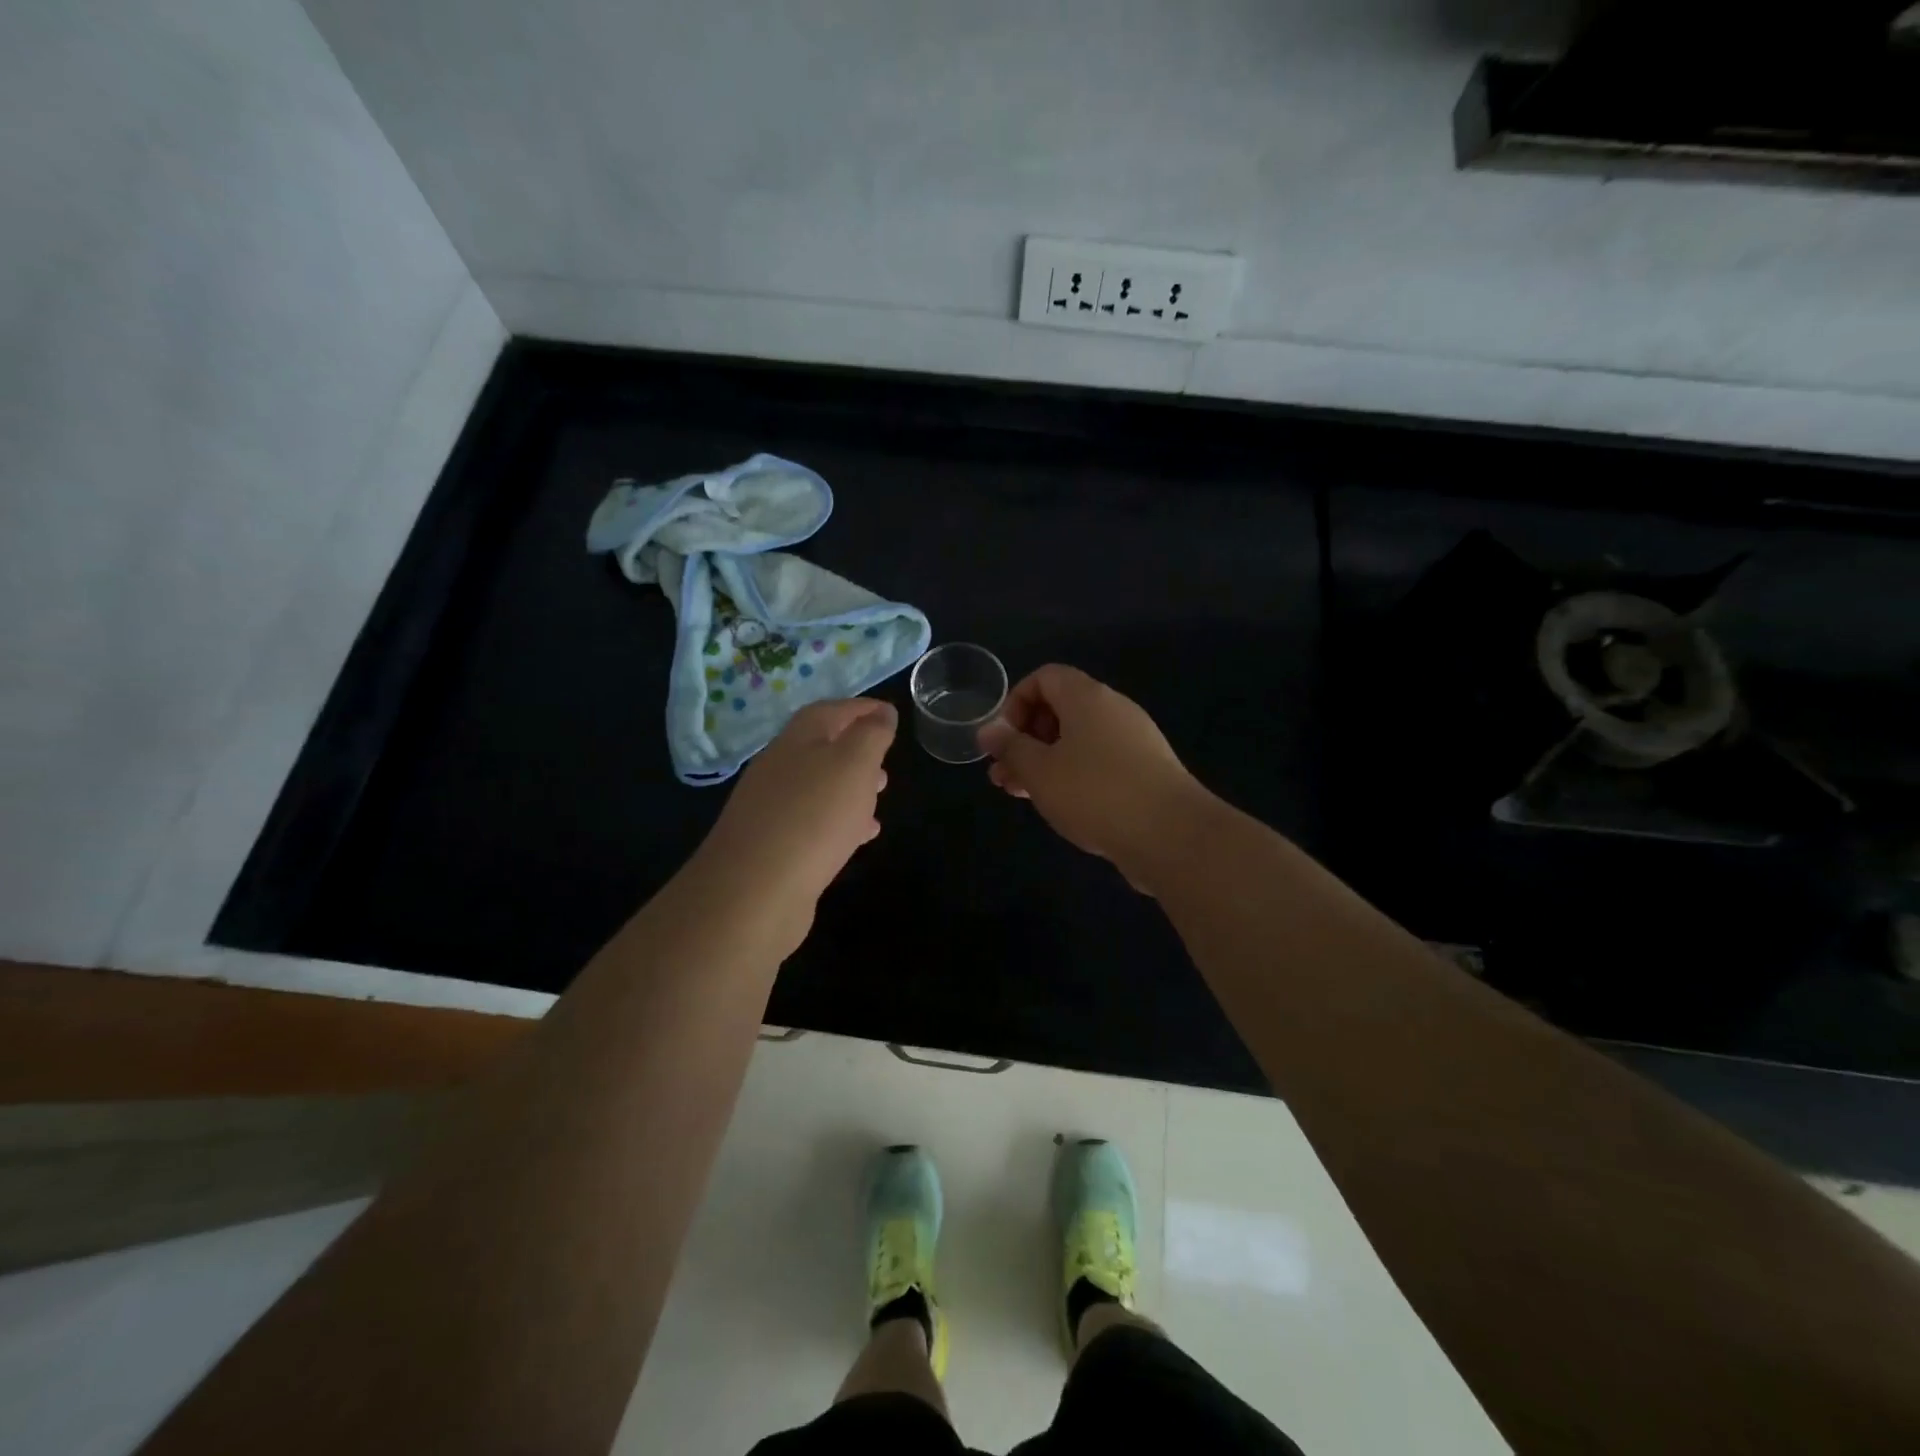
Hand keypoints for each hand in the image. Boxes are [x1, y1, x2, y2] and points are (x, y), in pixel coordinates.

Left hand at [693, 698, 896, 947]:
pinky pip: (813, 822)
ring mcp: (772, 807)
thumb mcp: (854, 764)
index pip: (831, 710)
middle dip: (857, 750)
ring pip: (819, 786)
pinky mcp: (773, 845)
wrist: (754, 891)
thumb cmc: (813, 815)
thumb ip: (871, 735)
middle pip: (821, 747)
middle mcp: (779, 767)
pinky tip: (859, 837)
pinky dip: (840, 821)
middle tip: (887, 760)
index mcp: (797, 739)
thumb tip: (882, 713)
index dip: (862, 709)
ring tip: (879, 796)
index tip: (890, 714)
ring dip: (850, 787)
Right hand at [977, 665, 1209, 887]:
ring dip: (1044, 761)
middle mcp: (1113, 709)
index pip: (1044, 677)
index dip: (1015, 702)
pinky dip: (1073, 776)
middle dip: (1025, 738)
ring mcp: (1134, 740)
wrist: (1171, 835)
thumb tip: (988, 730)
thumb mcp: (1039, 770)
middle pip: (1060, 709)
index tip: (1002, 739)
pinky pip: (1099, 762)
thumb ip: (1010, 747)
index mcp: (1087, 697)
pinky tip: (1059, 805)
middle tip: (1003, 773)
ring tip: (1019, 793)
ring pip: (1077, 741)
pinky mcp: (1145, 771)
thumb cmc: (1095, 792)